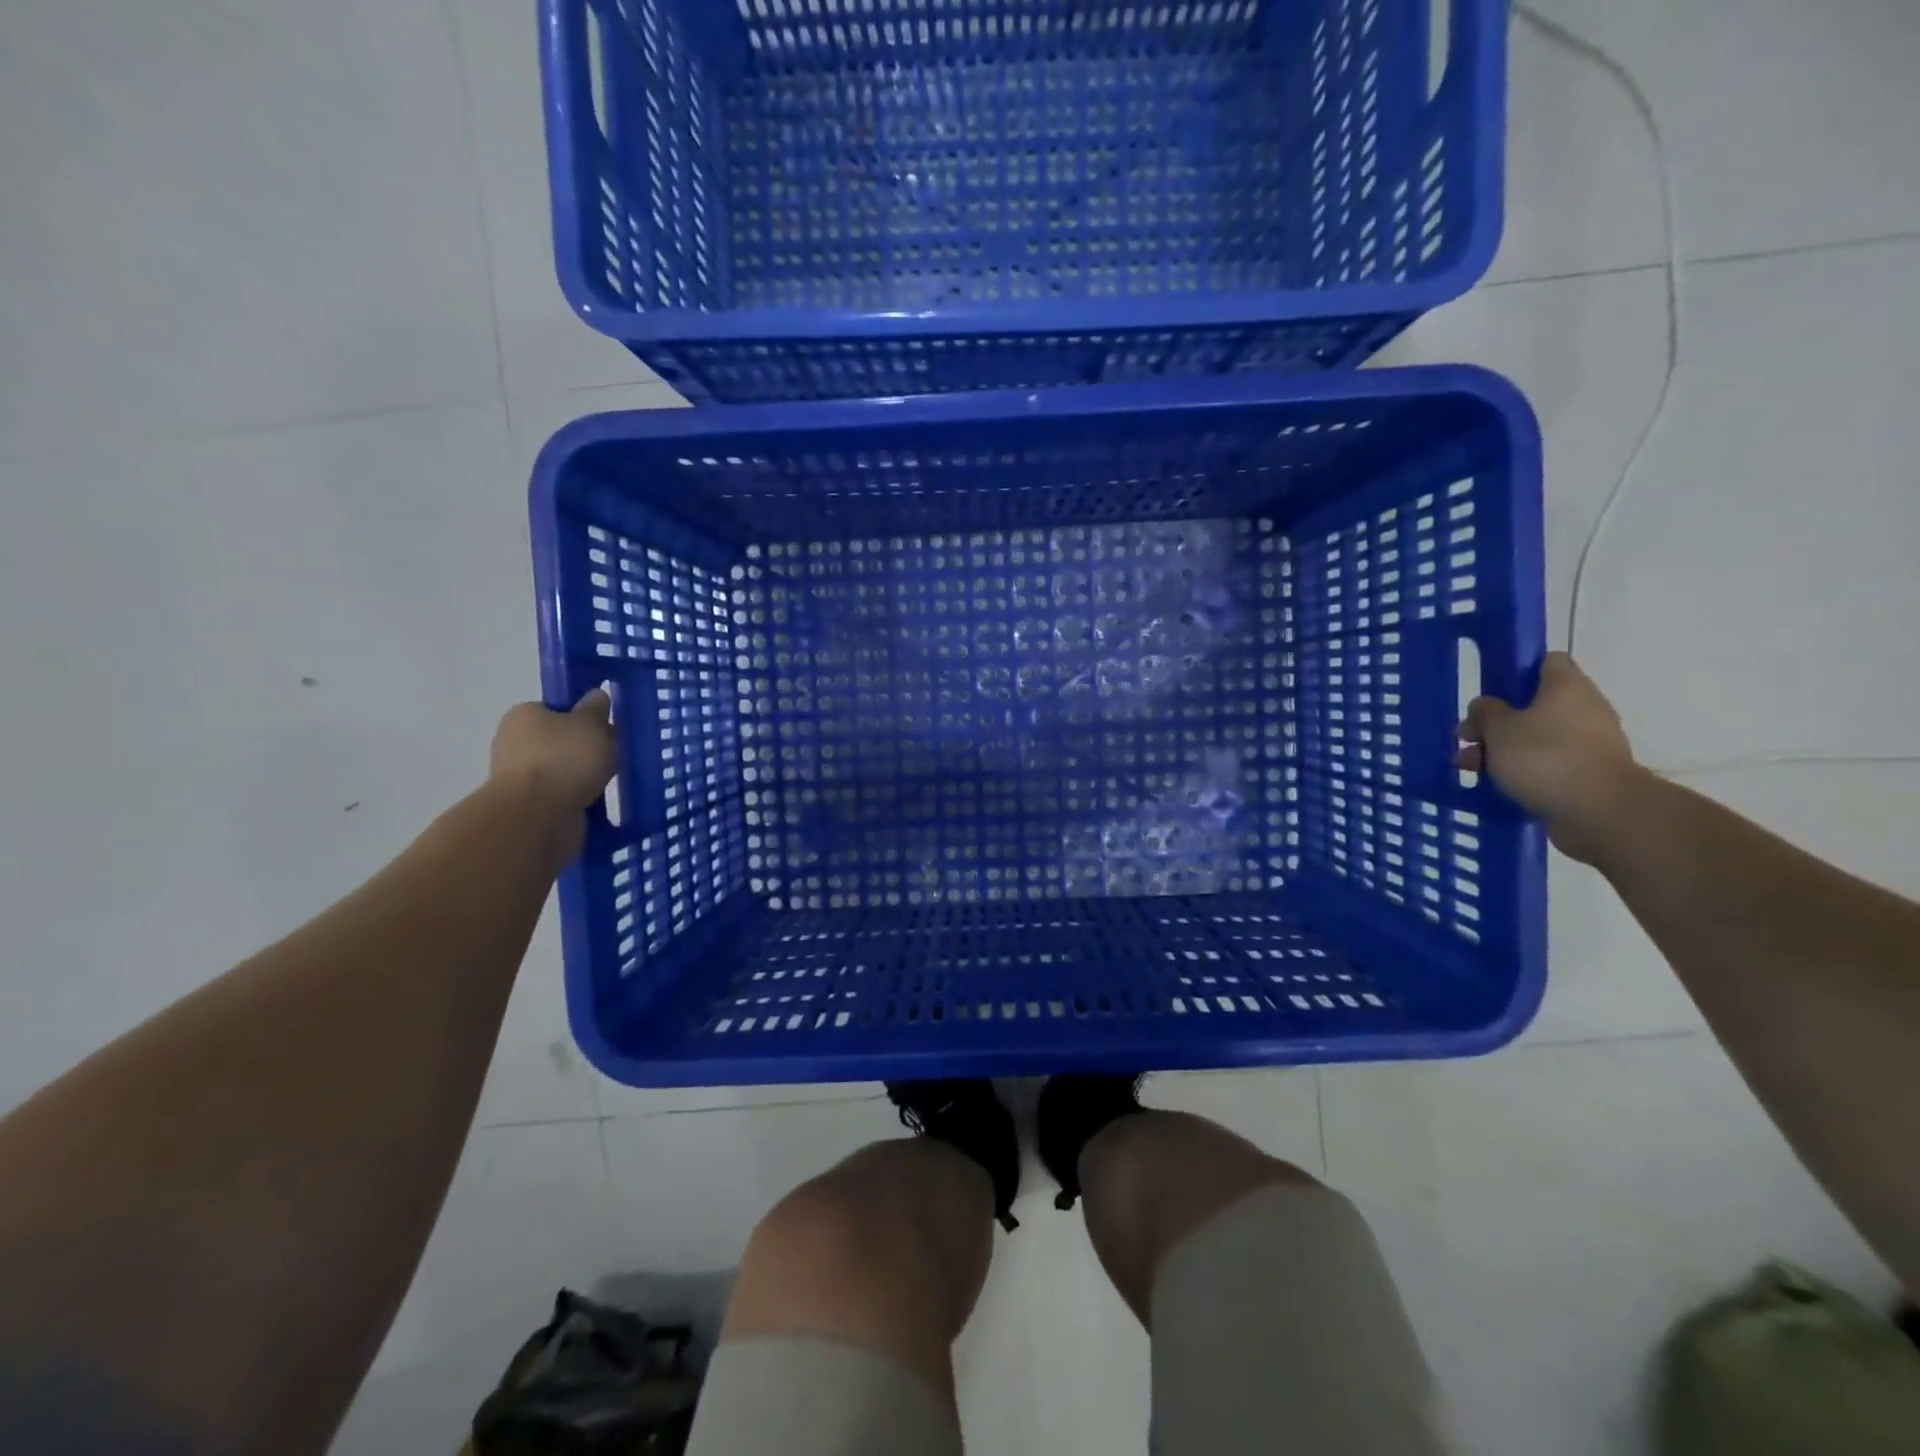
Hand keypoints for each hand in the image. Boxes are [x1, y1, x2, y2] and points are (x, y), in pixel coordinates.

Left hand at [488, 691, 618, 858]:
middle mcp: (517, 744)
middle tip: (616, 756)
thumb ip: (596, 709)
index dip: (585, 717)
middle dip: (589, 750)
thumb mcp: (590, 723)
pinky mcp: (530, 807)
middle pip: (563, 741)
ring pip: (566, 771)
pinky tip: (600, 804)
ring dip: (587, 778)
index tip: (608, 728)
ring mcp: (521, 778)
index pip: (558, 710)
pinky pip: (564, 797)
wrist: (537, 817)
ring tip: (612, 783)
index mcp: (525, 716)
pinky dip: (581, 800)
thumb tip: (596, 696)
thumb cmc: (563, 759)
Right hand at [1455, 653, 1642, 861]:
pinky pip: (1547, 763)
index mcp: (1566, 687)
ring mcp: (1589, 743)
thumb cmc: (1544, 757)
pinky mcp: (1588, 773)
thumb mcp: (1498, 729)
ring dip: (1502, 750)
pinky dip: (1522, 771)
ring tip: (1471, 769)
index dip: (1517, 670)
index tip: (1490, 690)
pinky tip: (1496, 785)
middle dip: (1496, 723)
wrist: (1599, 811)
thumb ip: (1485, 712)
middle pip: (1533, 705)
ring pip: (1536, 737)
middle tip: (1466, 739)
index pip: (1546, 661)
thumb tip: (1486, 705)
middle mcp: (1584, 709)